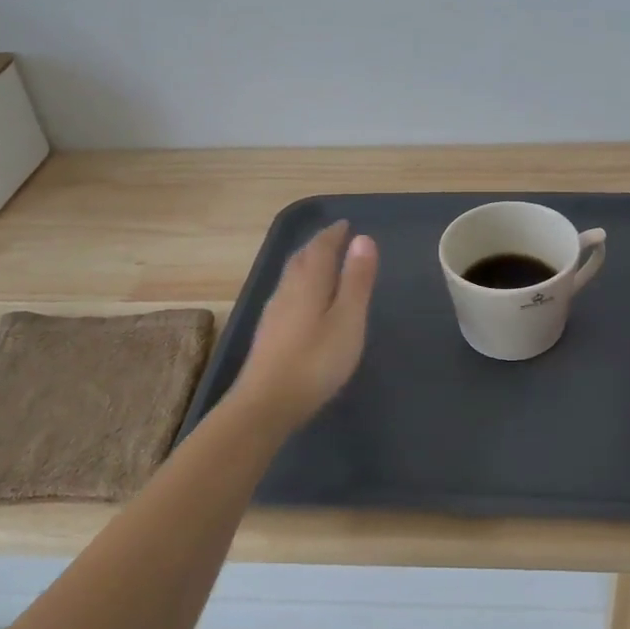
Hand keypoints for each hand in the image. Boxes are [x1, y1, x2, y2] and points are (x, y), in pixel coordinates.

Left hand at [228, 221, 378, 429]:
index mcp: (308, 283)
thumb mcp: (348, 320)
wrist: (266, 404)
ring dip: (307, 264)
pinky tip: (303, 300)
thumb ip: (356, 280)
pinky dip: (300, 284)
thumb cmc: (315, 361)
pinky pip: (287, 294)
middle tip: (334, 239)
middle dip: (318, 246)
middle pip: (301, 259)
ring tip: (321, 263)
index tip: (345, 224)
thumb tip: (363, 238)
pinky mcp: (268, 334)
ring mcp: (273, 313)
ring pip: (291, 277)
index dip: (333, 234)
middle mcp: (287, 291)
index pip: (320, 248)